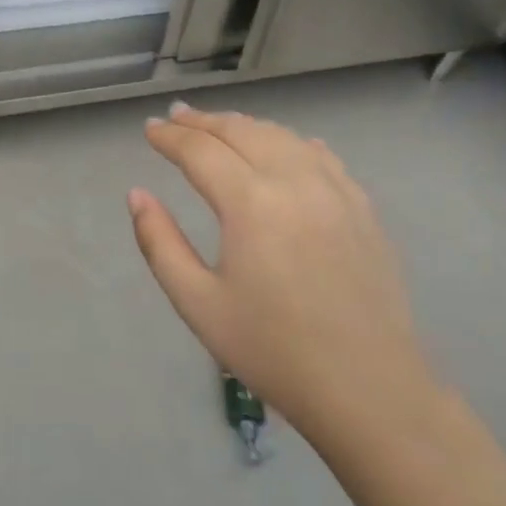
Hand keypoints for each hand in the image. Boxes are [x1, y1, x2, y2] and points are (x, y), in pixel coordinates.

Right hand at [128, 104, 441, 461]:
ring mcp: (336, 191)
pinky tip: (283, 148)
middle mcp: (294, 181)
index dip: (169, 137)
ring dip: (244, 126)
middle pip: (242, 131)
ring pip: (282, 137)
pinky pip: (321, 157)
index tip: (148, 129)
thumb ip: (159, 242)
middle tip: (176, 116)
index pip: (200, 151)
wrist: (367, 388)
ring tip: (219, 126)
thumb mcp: (197, 302)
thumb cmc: (271, 349)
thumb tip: (137, 194)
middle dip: (203, 121)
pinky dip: (290, 142)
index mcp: (250, 203)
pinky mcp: (362, 208)